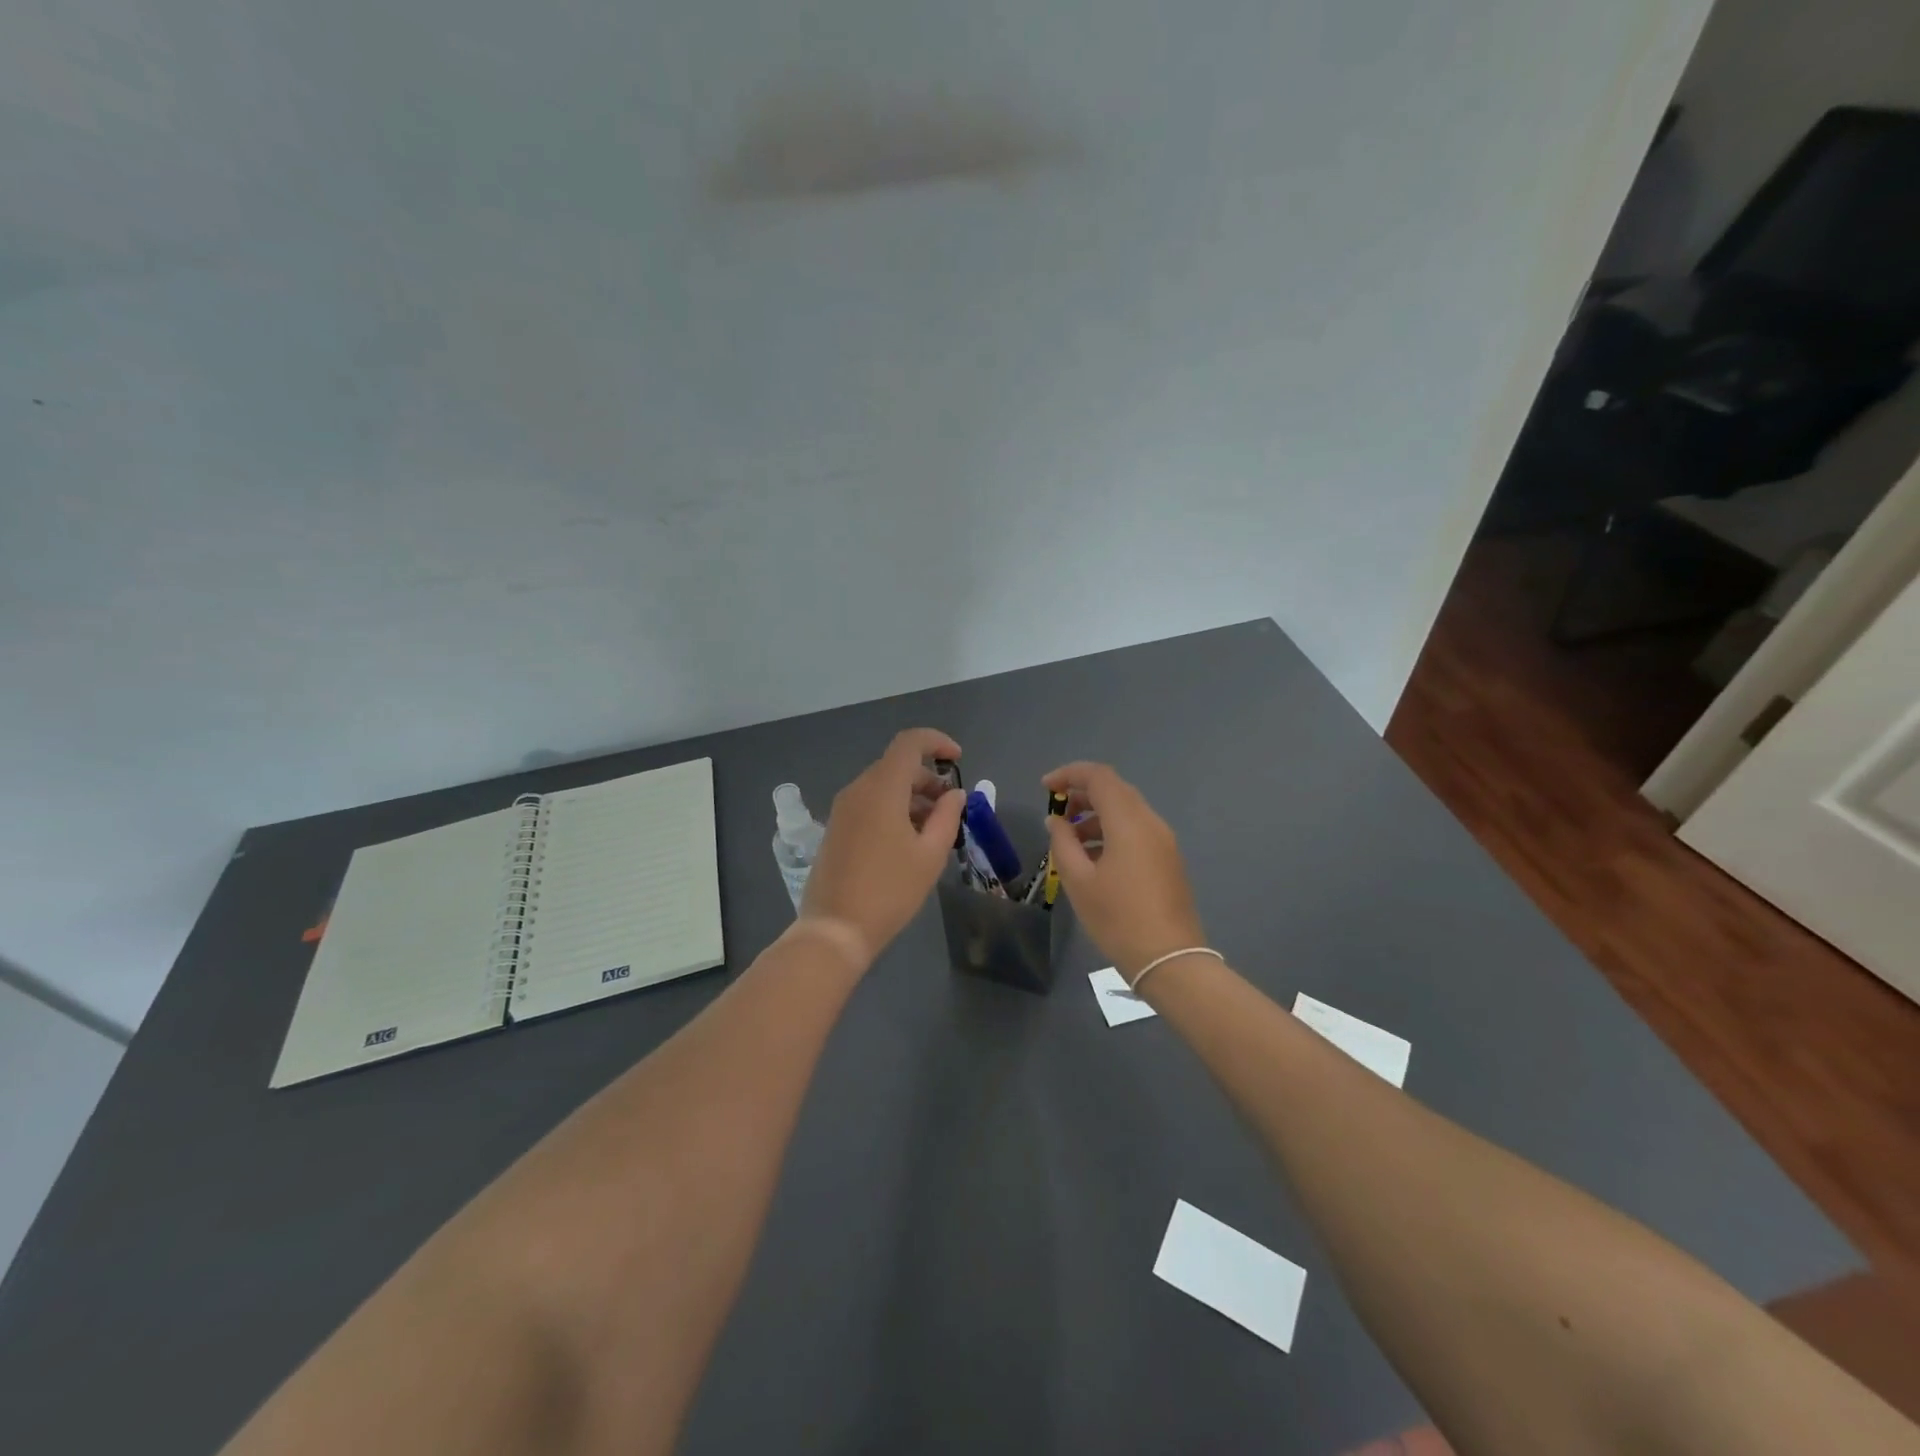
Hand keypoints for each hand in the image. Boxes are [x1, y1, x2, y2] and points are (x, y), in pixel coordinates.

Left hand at [802, 728, 967, 966]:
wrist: (835, 929)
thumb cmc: (890, 891)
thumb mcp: (930, 855)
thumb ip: (947, 816)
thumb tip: (955, 793)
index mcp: (882, 789)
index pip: (909, 743)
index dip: (936, 742)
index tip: (958, 759)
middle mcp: (858, 790)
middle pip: (897, 766)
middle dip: (928, 778)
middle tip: (951, 807)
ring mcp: (842, 809)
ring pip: (883, 786)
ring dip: (912, 796)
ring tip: (934, 829)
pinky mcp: (836, 828)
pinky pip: (869, 804)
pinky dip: (893, 808)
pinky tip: (908, 840)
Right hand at [1041, 762, 1207, 979]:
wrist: (1170, 959)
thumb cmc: (1118, 918)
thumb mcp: (1078, 880)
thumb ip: (1062, 842)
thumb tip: (1056, 820)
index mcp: (1129, 822)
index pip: (1099, 777)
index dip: (1069, 774)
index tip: (1045, 788)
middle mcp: (1151, 822)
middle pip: (1115, 790)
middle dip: (1082, 794)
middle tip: (1055, 812)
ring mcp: (1164, 841)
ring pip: (1126, 810)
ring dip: (1095, 814)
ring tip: (1069, 839)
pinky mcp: (1168, 859)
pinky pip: (1136, 830)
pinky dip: (1111, 830)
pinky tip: (1093, 857)